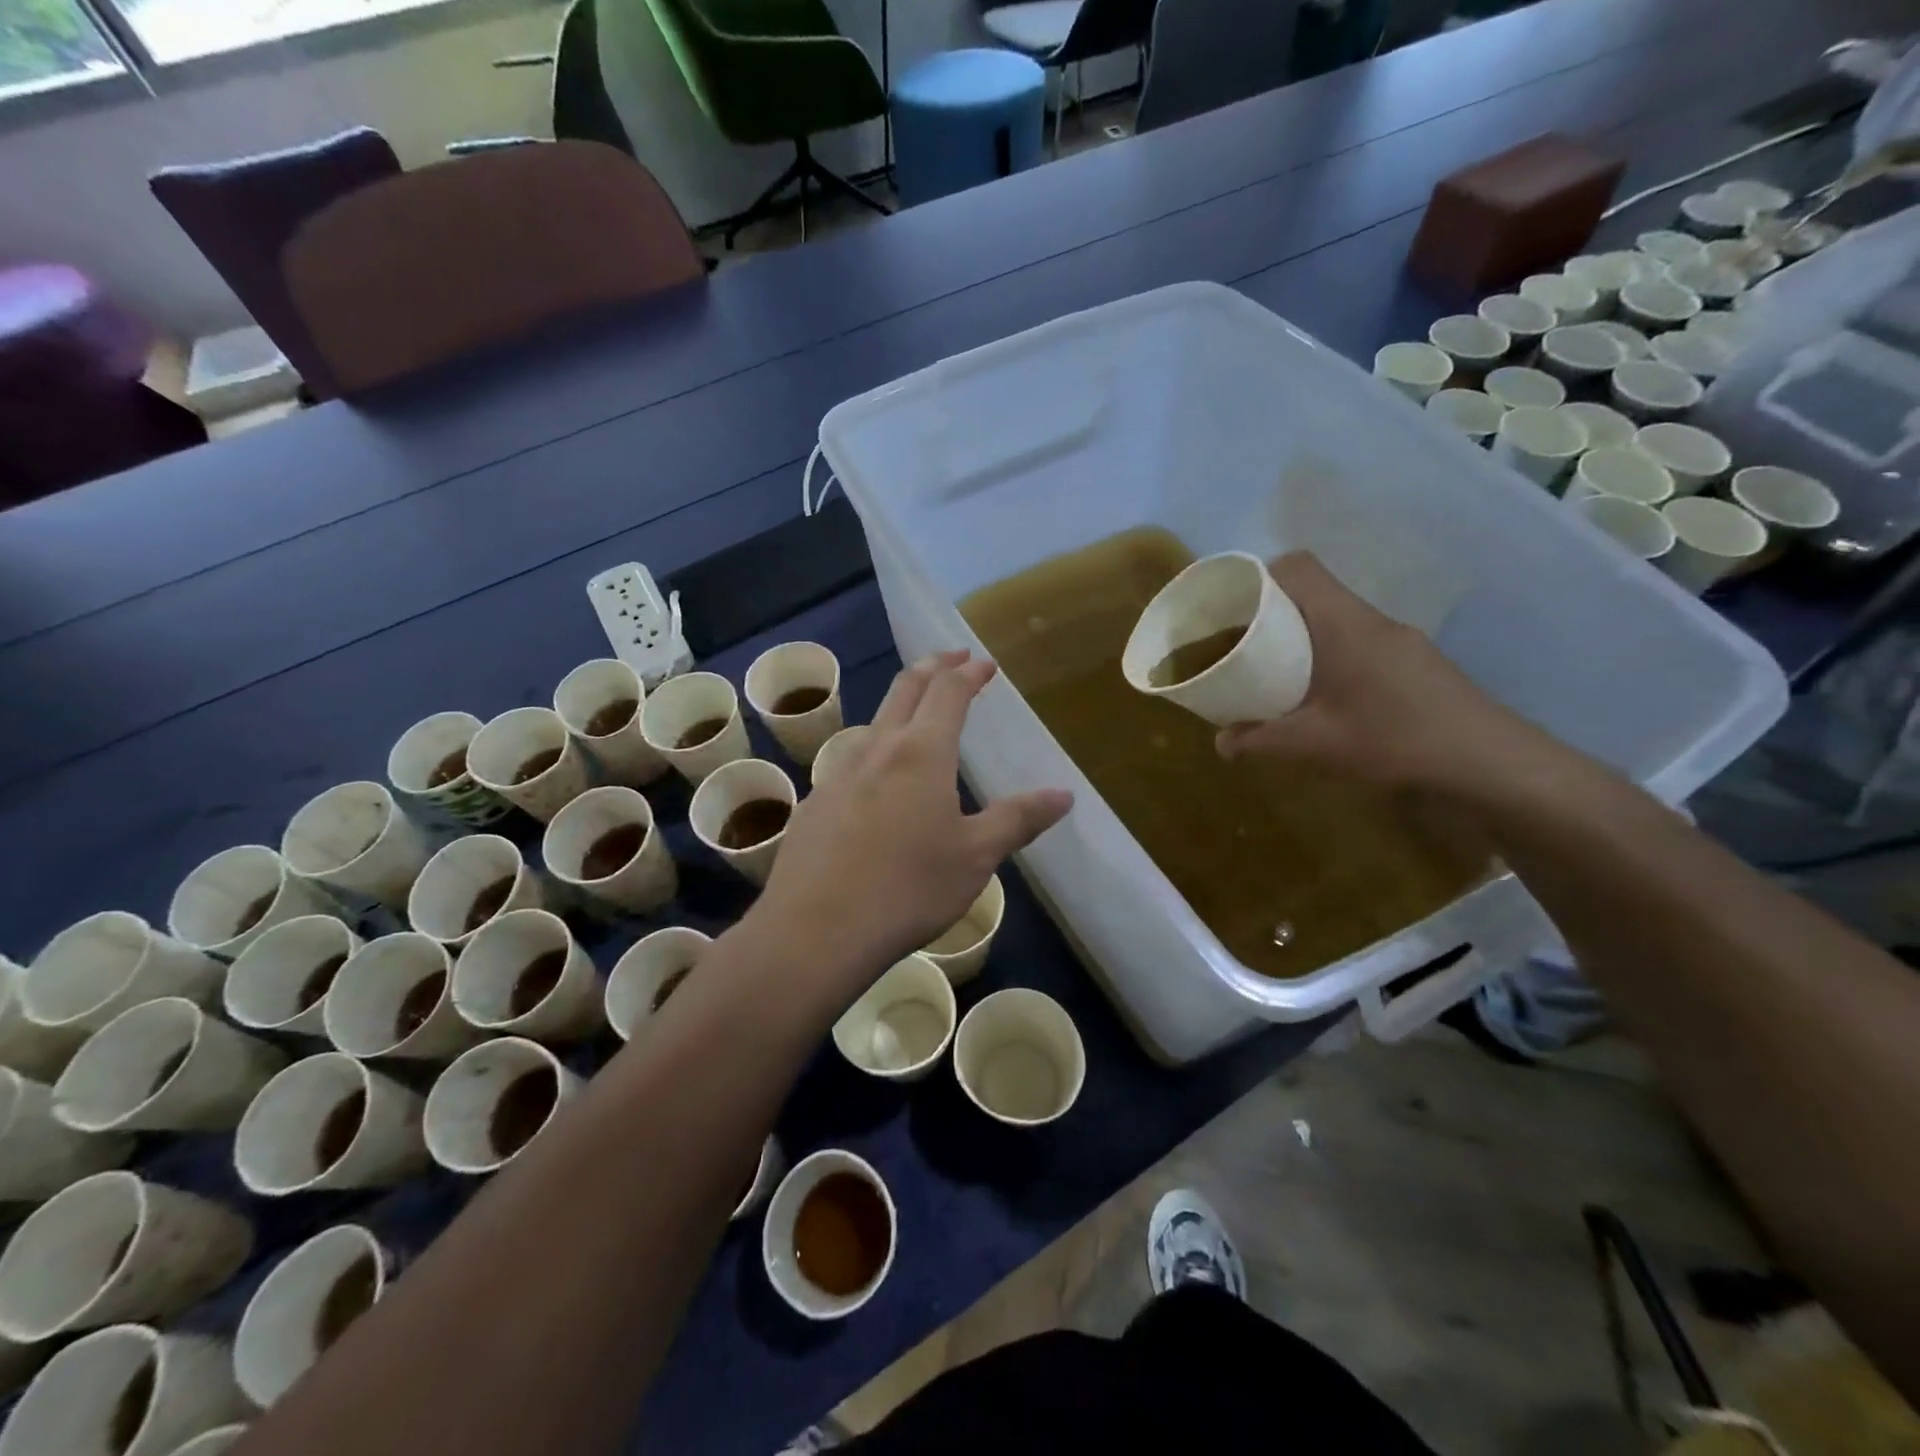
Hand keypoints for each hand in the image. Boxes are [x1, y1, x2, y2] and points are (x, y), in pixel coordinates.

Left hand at [749, 652, 1072, 994]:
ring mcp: (839, 774)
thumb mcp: (976, 857)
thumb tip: (1063, 794)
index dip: (969, 673)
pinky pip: (851, 761)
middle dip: (933, 667)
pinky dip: (875, 751)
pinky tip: (877, 783)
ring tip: (917, 716)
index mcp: (922, 752)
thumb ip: (1018, 819)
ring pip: (874, 723)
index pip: (949, 692)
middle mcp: (878, 749)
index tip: (984, 664)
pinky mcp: (816, 803)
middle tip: (952, 658)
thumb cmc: (908, 888)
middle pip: (905, 689)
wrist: (816, 929)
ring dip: (900, 706)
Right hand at [1215, 553, 1551, 800]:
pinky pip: (1357, 641)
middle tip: (1243, 647)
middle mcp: (1370, 620)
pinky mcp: (1413, 662)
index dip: (1259, 576)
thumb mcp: (1313, 746)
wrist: (1488, 762)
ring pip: (1336, 619)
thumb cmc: (1393, 740)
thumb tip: (1221, 743)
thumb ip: (1260, 741)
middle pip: (1313, 592)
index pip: (1298, 567)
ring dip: (1301, 637)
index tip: (1232, 607)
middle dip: (1272, 612)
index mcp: (1343, 624)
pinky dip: (1328, 656)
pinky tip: (1323, 698)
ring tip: (1275, 675)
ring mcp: (1398, 640)